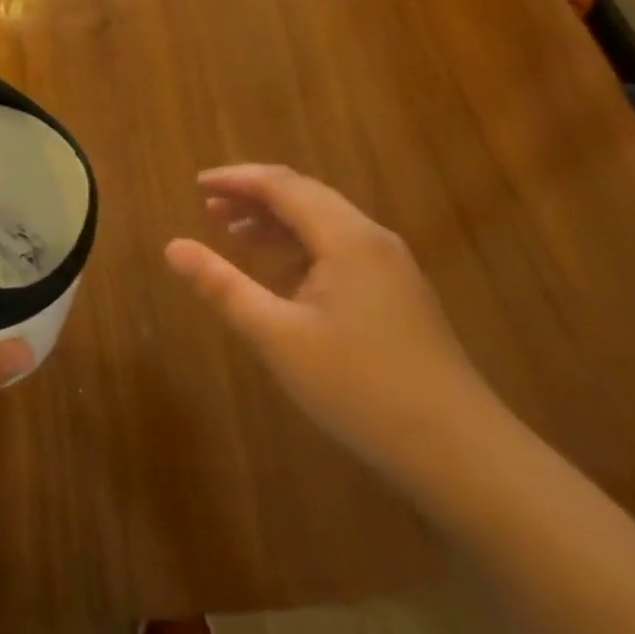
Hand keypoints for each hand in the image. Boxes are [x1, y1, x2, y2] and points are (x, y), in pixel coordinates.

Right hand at [165, 164, 501, 483]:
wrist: (462, 454)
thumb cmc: (361, 388)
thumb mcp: (278, 337)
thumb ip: (223, 286)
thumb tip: (172, 247)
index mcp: (346, 238)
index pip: (282, 185)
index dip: (236, 179)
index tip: (196, 185)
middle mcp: (372, 239)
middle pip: (305, 196)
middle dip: (254, 196)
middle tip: (208, 207)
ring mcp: (390, 267)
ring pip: (324, 222)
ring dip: (276, 220)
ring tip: (232, 231)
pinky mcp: (398, 294)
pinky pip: (340, 249)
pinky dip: (301, 246)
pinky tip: (280, 270)